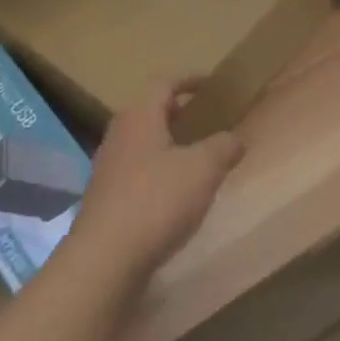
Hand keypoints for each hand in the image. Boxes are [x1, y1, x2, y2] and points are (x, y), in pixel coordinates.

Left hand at [72, 81, 245, 284]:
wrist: (104, 259)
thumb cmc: (156, 201)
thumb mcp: (204, 169)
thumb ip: (224, 147)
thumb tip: (235, 138)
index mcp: (139, 116)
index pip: (164, 83)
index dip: (189, 80)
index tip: (211, 86)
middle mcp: (118, 134)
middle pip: (150, 112)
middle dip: (178, 114)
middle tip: (206, 122)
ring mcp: (108, 168)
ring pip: (142, 144)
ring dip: (167, 146)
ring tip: (195, 160)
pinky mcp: (105, 200)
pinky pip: (136, 173)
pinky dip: (157, 174)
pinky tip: (174, 197)